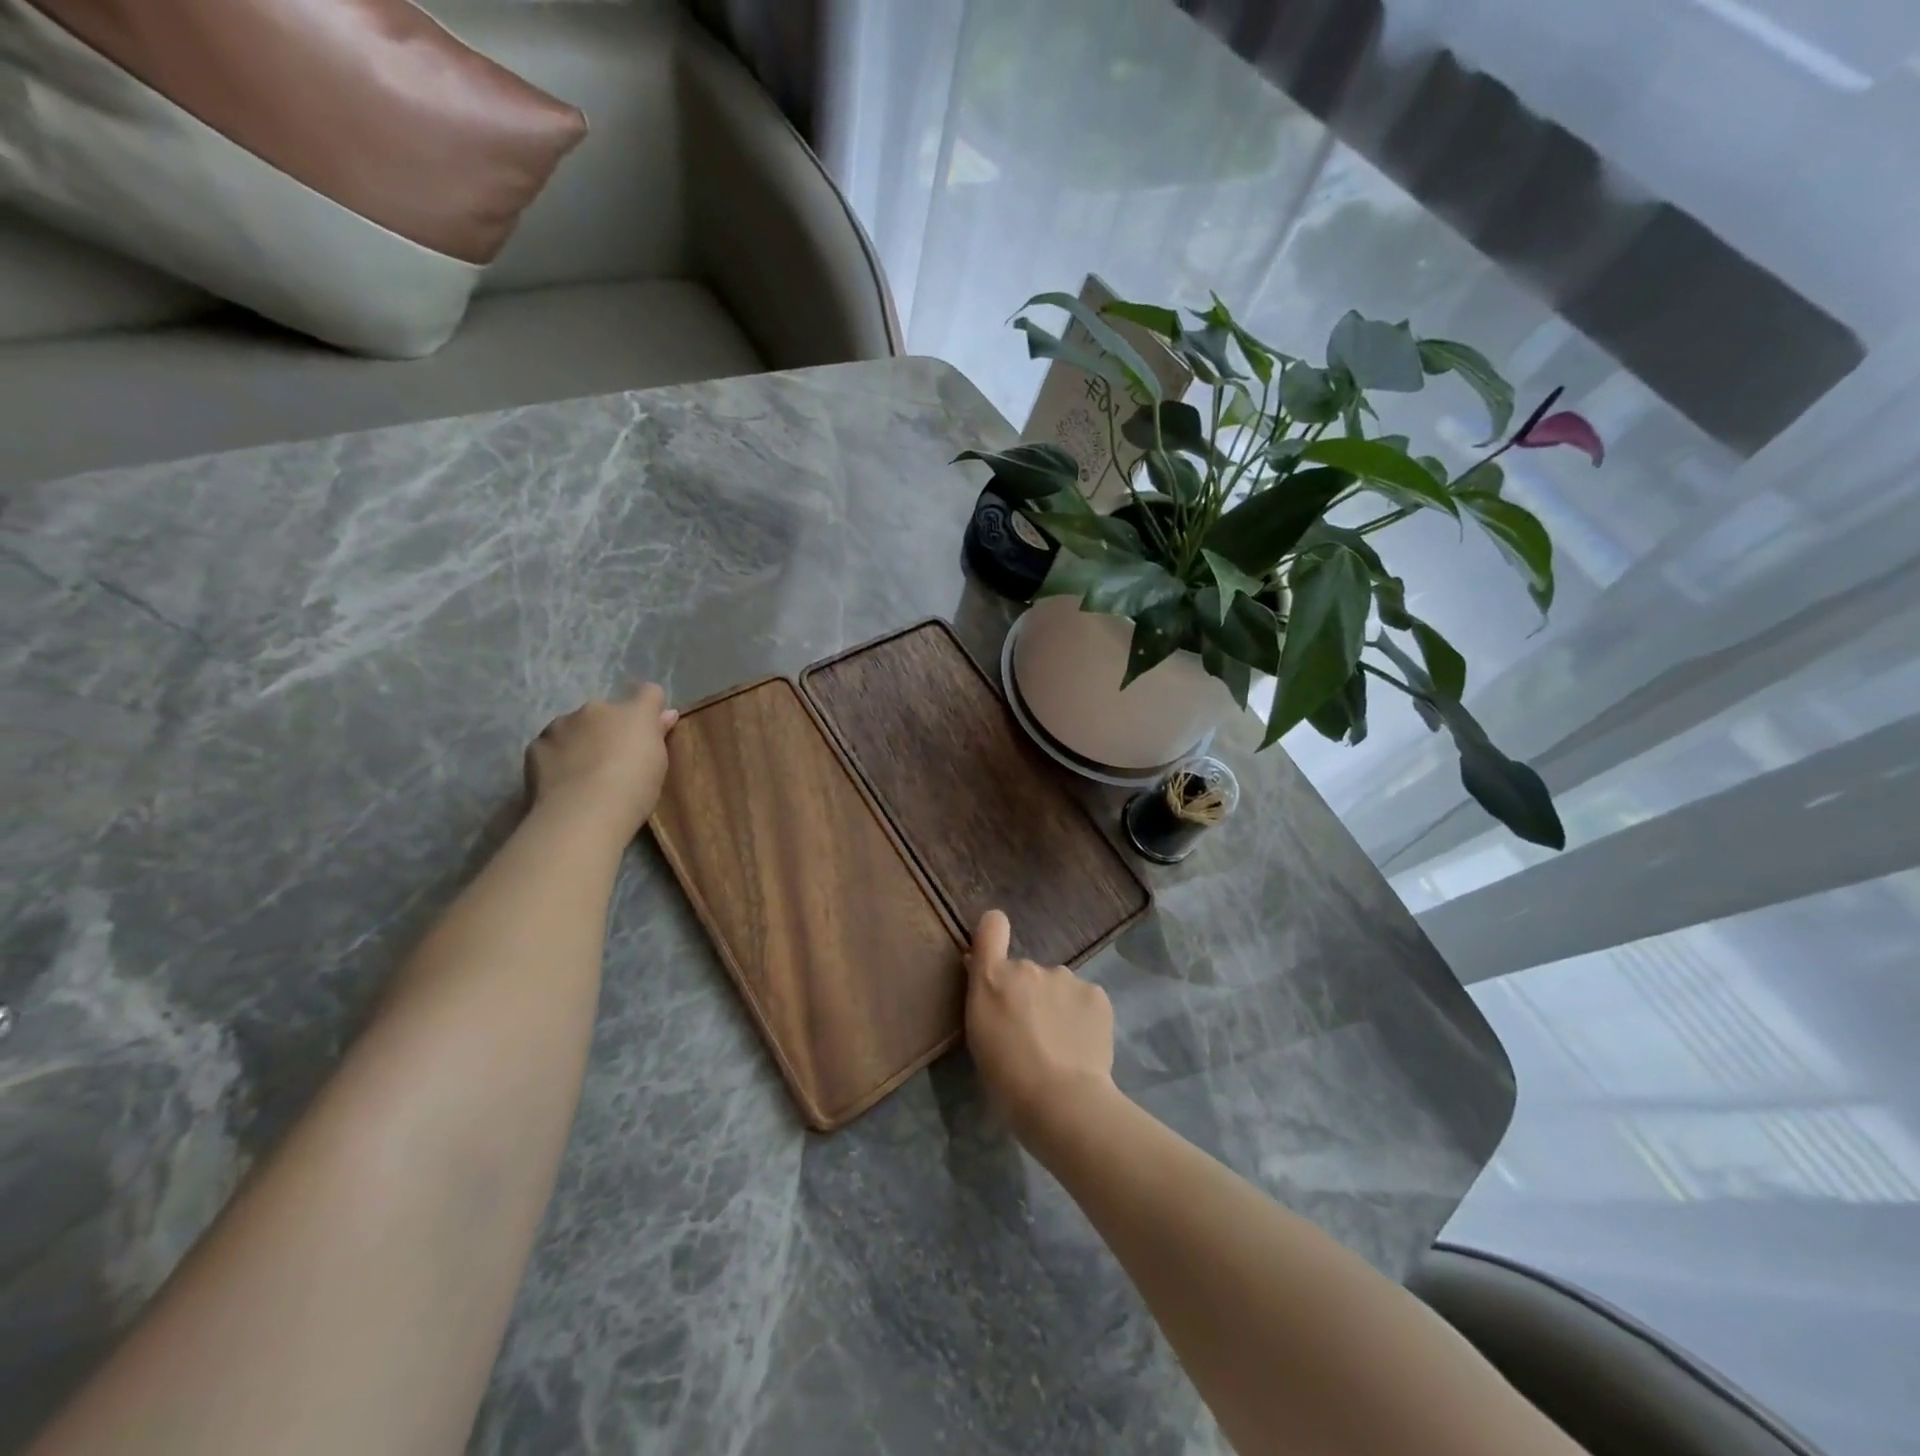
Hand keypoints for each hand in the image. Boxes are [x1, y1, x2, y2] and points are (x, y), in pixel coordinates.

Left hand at [525, 683, 678, 840]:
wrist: (582, 814)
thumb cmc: (634, 789)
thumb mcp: (658, 765)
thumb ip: (658, 734)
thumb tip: (666, 714)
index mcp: (633, 713)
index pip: (649, 692)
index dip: (650, 708)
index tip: (650, 728)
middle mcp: (596, 709)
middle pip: (606, 712)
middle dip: (608, 729)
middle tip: (612, 761)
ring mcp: (561, 725)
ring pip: (574, 726)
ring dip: (579, 741)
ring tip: (582, 775)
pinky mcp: (536, 745)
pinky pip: (550, 746)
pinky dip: (555, 759)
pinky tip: (560, 783)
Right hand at [965, 909, 1116, 1143]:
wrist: (1060, 1100)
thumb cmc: (1006, 1076)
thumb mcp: (978, 1036)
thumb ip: (983, 997)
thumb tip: (986, 975)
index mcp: (992, 977)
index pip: (992, 926)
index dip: (994, 933)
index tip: (995, 950)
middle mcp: (1028, 966)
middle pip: (1027, 972)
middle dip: (1028, 994)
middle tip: (1031, 1034)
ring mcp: (1066, 978)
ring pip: (1058, 986)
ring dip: (1057, 1005)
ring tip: (1060, 1046)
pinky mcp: (1097, 995)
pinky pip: (1084, 1000)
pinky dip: (1083, 1017)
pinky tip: (1082, 1046)